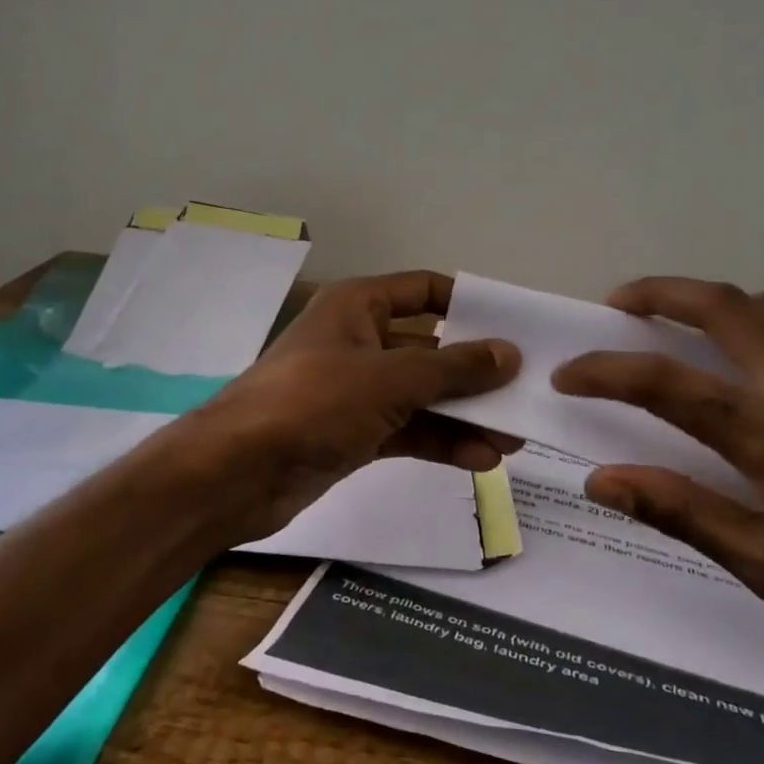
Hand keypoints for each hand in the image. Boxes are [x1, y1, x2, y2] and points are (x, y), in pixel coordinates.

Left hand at [173, 270, 521, 545]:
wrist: (237, 472)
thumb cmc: (312, 403)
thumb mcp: (390, 379)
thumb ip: (453, 368)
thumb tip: (509, 353)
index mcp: (358, 307)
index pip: (424, 291)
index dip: (469, 305)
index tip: (515, 329)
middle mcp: (358, 342)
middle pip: (430, 349)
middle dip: (475, 375)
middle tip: (526, 396)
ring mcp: (354, 391)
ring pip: (421, 396)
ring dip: (464, 417)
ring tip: (514, 440)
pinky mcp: (352, 433)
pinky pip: (406, 430)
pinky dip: (439, 442)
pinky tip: (479, 460)